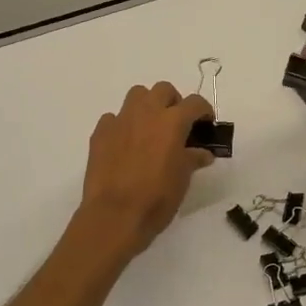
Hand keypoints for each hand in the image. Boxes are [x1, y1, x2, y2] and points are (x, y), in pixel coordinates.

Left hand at [76, 82, 215, 258]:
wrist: (114, 215)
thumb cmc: (156, 198)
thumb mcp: (183, 179)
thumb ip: (193, 159)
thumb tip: (202, 153)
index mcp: (172, 122)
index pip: (195, 102)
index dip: (204, 110)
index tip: (205, 123)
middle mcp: (146, 113)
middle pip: (163, 90)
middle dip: (173, 102)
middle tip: (177, 125)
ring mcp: (120, 120)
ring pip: (137, 96)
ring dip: (147, 106)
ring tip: (150, 129)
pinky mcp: (100, 132)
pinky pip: (114, 118)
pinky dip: (123, 125)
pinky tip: (125, 144)